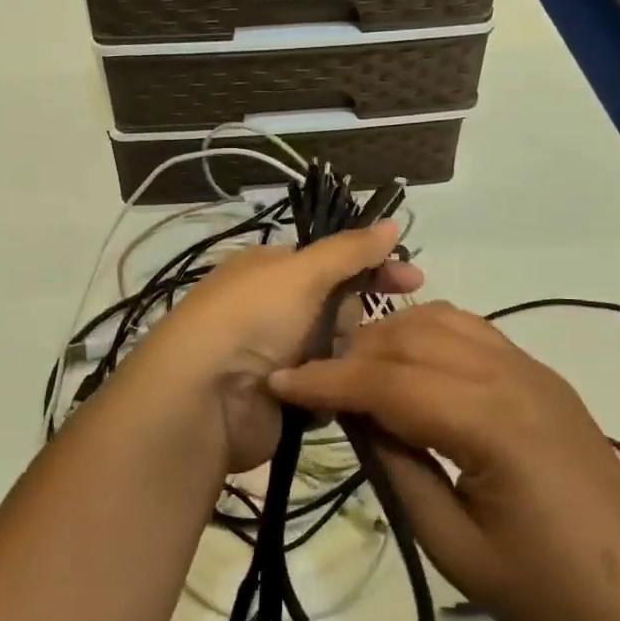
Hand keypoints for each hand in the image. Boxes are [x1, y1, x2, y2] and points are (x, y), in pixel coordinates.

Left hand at [104, 221, 422, 474]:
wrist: (204, 398)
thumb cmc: (253, 319)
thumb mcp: (303, 272)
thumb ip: (350, 249)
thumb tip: (392, 222)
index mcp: (270, 269)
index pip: (333, 260)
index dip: (373, 266)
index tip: (415, 280)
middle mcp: (272, 307)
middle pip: (337, 306)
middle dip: (354, 317)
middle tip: (350, 331)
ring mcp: (275, 353)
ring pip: (336, 349)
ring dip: (345, 356)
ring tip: (344, 367)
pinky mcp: (282, 397)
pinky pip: (326, 387)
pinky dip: (333, 390)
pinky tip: (339, 396)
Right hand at [270, 302, 619, 620]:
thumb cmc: (549, 593)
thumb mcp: (454, 547)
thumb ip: (398, 469)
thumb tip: (354, 417)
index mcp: (490, 423)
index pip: (388, 381)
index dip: (327, 380)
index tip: (280, 382)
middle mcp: (509, 376)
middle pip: (409, 339)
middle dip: (351, 353)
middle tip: (312, 382)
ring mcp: (530, 368)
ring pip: (440, 320)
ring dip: (389, 336)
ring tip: (355, 372)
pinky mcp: (540, 375)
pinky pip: (471, 331)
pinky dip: (427, 334)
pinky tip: (409, 366)